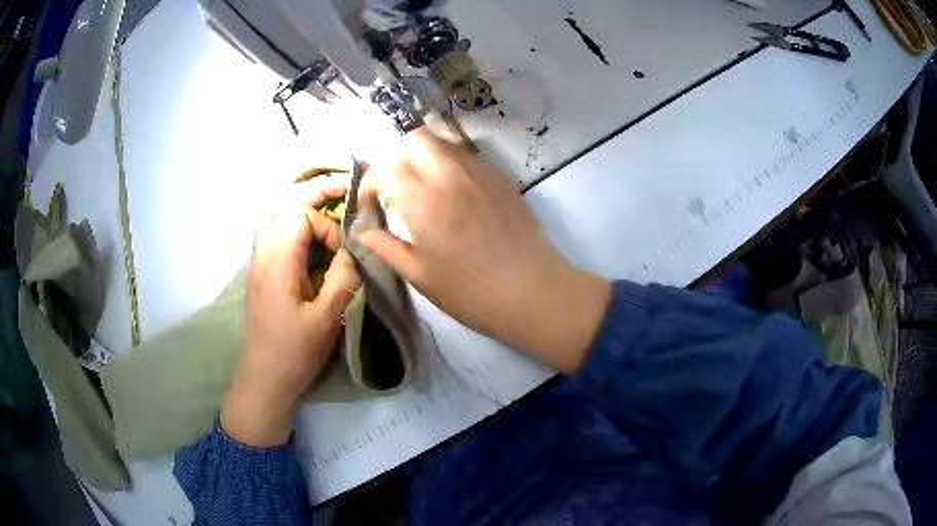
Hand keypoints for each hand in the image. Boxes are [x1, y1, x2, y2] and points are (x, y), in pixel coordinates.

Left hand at [222, 175, 358, 446]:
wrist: (264, 377)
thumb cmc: (295, 351)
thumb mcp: (327, 318)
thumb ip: (343, 278)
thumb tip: (353, 251)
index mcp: (278, 262)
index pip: (300, 216)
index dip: (327, 226)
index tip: (341, 254)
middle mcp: (263, 253)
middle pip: (284, 205)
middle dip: (315, 194)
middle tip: (343, 190)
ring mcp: (257, 261)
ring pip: (274, 215)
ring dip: (301, 206)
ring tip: (326, 208)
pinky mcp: (259, 271)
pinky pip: (271, 231)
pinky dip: (291, 223)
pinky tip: (306, 235)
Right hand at [359, 130, 609, 372]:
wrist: (531, 291)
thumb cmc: (470, 291)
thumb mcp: (420, 276)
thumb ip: (386, 248)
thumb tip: (361, 233)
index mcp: (423, 200)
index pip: (385, 168)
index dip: (370, 182)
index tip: (370, 203)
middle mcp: (450, 174)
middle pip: (417, 139)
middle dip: (398, 157)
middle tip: (396, 186)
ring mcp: (480, 172)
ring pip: (445, 143)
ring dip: (426, 157)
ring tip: (424, 188)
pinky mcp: (502, 178)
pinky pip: (469, 156)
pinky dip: (451, 164)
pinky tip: (455, 194)